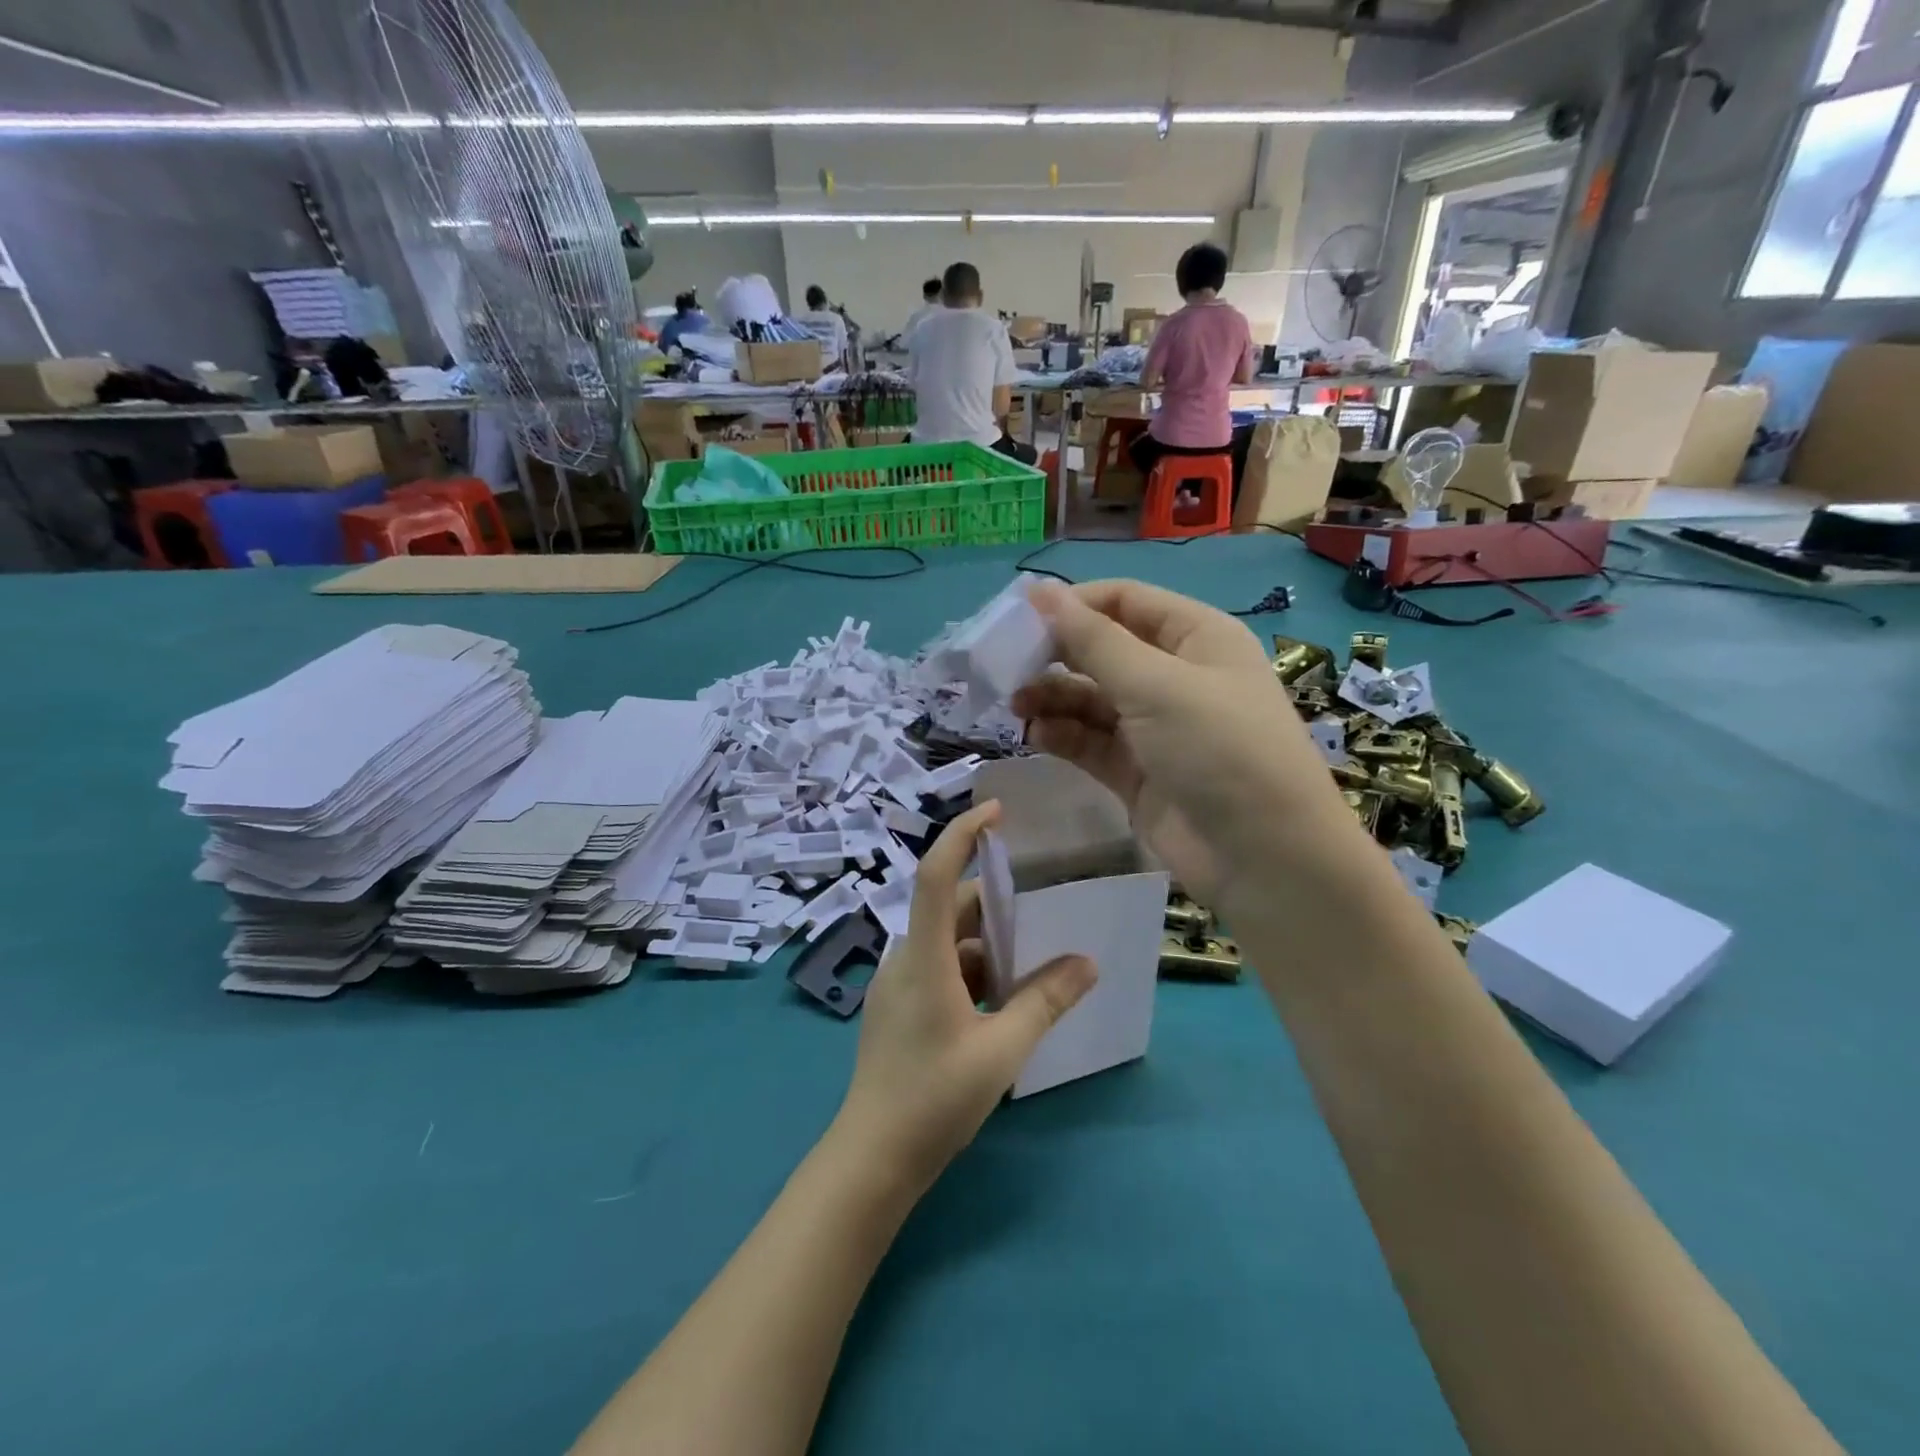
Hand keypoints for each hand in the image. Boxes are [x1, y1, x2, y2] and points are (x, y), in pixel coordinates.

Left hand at [832, 801, 1096, 1194]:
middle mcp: (904, 959)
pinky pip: (939, 969)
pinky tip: (1004, 999)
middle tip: (1042, 906)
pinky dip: (972, 970)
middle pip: (949, 910)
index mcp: (923, 957)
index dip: (962, 836)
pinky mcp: (898, 1009)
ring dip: (988, 944)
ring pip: (947, 944)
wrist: (871, 1159)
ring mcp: (897, 985)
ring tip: (1035, 958)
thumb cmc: (934, 1098)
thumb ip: (1044, 1001)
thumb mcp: (1001, 1050)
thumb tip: (1086, 962)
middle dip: (994, 903)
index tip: (996, 811)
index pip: (935, 876)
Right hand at [1013, 579, 1362, 917]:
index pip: (1124, 600)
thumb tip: (1039, 589)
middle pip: (1103, 649)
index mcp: (1196, 637)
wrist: (1264, 858)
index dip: (1073, 603)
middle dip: (1055, 654)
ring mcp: (1155, 727)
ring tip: (1015, 704)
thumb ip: (1092, 640)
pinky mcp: (1136, 771)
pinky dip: (1063, 735)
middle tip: (1006, 666)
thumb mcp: (1156, 684)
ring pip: (1091, 698)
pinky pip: (1090, 741)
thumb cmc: (1218, 749)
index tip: (1018, 617)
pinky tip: (1037, 735)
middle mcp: (1175, 676)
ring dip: (1053, 696)